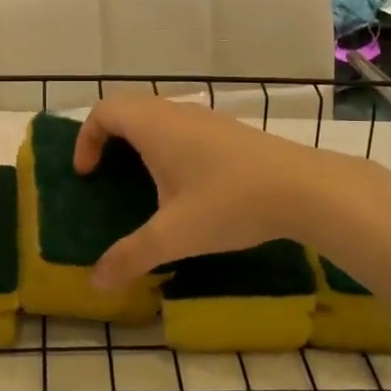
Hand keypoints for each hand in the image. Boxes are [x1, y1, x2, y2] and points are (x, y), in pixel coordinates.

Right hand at [73, 98, 346, 289]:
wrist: (304, 188)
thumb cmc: (229, 203)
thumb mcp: (174, 235)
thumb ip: (131, 256)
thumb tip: (95, 283)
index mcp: (154, 126)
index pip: (104, 111)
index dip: (86, 138)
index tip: (87, 174)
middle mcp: (177, 113)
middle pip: (129, 108)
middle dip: (109, 137)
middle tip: (107, 174)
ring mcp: (207, 118)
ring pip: (159, 116)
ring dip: (141, 140)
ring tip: (144, 181)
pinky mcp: (230, 131)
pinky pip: (184, 127)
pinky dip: (169, 145)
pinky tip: (187, 184)